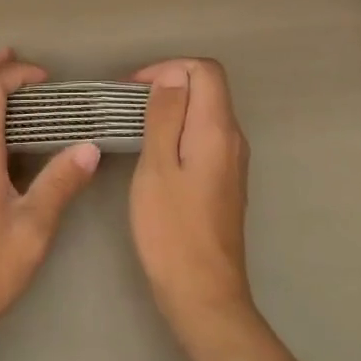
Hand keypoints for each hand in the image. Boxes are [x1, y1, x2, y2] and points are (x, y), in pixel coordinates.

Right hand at [128, 58, 255, 339]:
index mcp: (218, 130)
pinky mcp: (224, 181)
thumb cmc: (171, 230)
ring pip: (205, 113)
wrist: (202, 293)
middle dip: (168, 84)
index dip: (169, 67)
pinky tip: (153, 151)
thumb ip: (166, 116)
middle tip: (127, 104)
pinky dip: (178, 130)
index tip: (133, 88)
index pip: (205, 70)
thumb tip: (172, 75)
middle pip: (208, 88)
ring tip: (134, 124)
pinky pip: (204, 137)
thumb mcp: (157, 167)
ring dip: (172, 108)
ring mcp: (232, 162)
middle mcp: (233, 139)